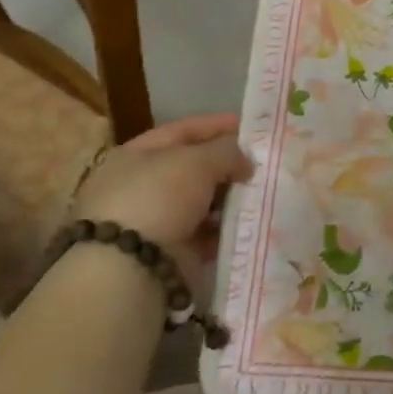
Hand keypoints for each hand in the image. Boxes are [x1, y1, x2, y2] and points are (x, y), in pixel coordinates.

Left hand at [69, 114, 252, 266]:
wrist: (130, 267)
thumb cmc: (158, 197)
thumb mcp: (197, 161)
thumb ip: (226, 151)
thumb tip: (245, 160)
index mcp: (136, 155)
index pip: (182, 131)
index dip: (216, 126)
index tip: (249, 127)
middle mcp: (141, 185)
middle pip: (192, 168)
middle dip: (226, 165)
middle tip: (262, 164)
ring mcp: (154, 221)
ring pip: (201, 202)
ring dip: (229, 199)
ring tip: (261, 194)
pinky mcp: (169, 253)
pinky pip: (204, 235)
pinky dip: (224, 229)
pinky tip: (249, 224)